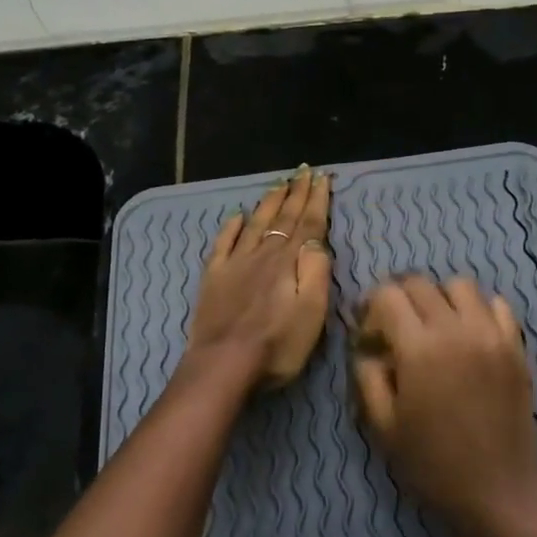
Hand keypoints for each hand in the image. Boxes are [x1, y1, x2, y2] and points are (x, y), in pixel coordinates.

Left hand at [185, 166, 332, 386]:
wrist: (223, 364)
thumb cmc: (277, 344)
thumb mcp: (312, 311)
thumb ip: (316, 270)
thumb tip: (318, 238)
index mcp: (288, 261)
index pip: (307, 223)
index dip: (316, 200)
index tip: (322, 177)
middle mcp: (263, 254)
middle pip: (283, 218)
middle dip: (295, 194)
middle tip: (303, 171)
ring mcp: (235, 263)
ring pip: (255, 224)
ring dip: (269, 202)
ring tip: (278, 184)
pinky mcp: (214, 277)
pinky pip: (224, 243)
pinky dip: (232, 226)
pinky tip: (237, 215)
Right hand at [352, 276, 536, 536]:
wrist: (500, 493)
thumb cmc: (434, 464)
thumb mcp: (384, 426)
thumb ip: (368, 377)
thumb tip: (368, 350)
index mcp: (419, 348)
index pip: (387, 295)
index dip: (370, 309)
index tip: (369, 337)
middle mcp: (456, 329)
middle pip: (420, 283)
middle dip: (399, 298)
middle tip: (394, 328)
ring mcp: (492, 334)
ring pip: (460, 285)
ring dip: (439, 298)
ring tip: (434, 327)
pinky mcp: (516, 346)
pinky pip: (497, 305)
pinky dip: (478, 309)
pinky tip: (469, 335)